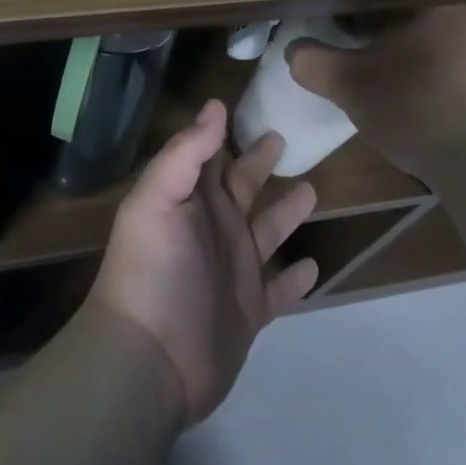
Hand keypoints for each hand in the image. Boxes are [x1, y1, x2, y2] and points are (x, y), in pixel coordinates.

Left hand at [89, 100, 318, 423]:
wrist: (150, 361)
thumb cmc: (152, 271)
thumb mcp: (158, 201)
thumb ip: (186, 153)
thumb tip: (216, 105)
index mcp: (192, 200)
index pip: (212, 155)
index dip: (229, 131)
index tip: (254, 104)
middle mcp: (215, 228)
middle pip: (244, 186)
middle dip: (261, 162)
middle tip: (285, 137)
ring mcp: (234, 270)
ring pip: (268, 232)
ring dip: (287, 212)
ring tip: (312, 190)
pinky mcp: (251, 310)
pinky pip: (281, 290)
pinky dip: (297, 279)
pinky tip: (315, 265)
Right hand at [287, 2, 465, 177]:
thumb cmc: (421, 110)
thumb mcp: (352, 87)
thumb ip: (315, 64)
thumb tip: (294, 52)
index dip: (358, 0)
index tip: (339, 16)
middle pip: (418, 7)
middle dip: (389, 23)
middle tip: (363, 41)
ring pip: (445, 32)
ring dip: (419, 46)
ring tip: (396, 69)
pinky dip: (445, 69)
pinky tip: (432, 93)